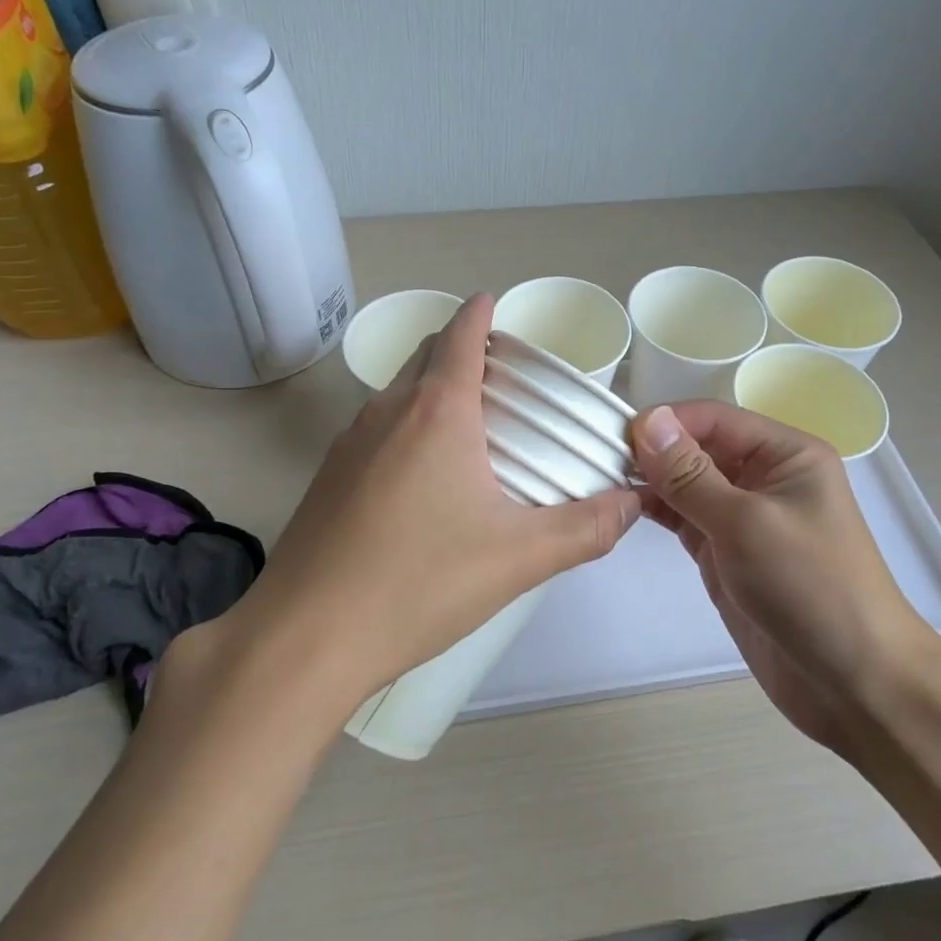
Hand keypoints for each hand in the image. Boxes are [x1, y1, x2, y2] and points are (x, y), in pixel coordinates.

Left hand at [228, 295, 640, 709]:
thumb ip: (586, 528)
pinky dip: (407, 425)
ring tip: (472, 426)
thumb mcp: (518, 558)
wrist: (306, 636)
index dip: (480, 311)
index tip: (496, 304)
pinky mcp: (328, 476)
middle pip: (426, 354)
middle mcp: (387, 411)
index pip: (459, 333)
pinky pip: (376, 428)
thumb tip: (634, 503)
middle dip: (460, 347)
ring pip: (398, 391)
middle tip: (503, 375)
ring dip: (432, 388)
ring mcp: (349, 442)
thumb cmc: (418, 583)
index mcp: (437, 411)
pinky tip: (424, 478)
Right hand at [632, 402, 934, 751]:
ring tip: (600, 479)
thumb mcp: (746, 523)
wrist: (854, 683)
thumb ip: (690, 474)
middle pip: (698, 446)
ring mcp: (743, 515)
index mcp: (785, 453)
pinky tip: (622, 506)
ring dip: (649, 479)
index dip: (666, 422)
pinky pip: (684, 517)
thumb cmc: (810, 588)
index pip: (714, 418)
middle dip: (652, 450)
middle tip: (596, 458)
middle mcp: (763, 476)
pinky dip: (656, 510)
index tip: (614, 436)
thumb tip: (646, 420)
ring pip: (686, 482)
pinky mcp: (725, 551)